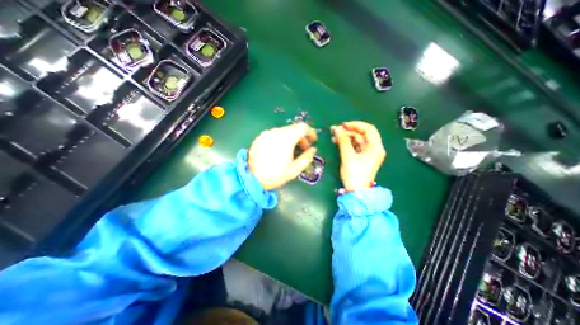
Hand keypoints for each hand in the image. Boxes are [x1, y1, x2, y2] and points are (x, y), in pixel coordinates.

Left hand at [247, 122, 314, 189]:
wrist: (251, 178)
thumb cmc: (275, 175)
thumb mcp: (295, 169)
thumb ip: (307, 158)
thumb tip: (313, 150)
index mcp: (286, 138)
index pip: (303, 127)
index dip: (311, 132)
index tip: (313, 141)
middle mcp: (276, 132)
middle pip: (293, 129)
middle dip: (302, 137)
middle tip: (304, 148)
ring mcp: (266, 134)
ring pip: (284, 131)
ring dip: (292, 138)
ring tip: (292, 151)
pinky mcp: (260, 138)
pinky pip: (275, 135)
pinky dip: (282, 139)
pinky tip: (280, 150)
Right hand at [331, 122, 384, 192]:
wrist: (356, 192)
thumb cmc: (354, 173)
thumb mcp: (348, 156)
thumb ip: (342, 140)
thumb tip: (336, 128)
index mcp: (375, 147)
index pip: (369, 129)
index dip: (355, 125)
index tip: (343, 125)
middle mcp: (374, 149)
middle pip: (363, 135)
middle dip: (349, 131)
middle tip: (336, 130)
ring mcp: (369, 154)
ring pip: (358, 141)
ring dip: (347, 138)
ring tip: (334, 137)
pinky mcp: (363, 159)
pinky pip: (356, 147)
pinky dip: (347, 144)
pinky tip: (338, 142)